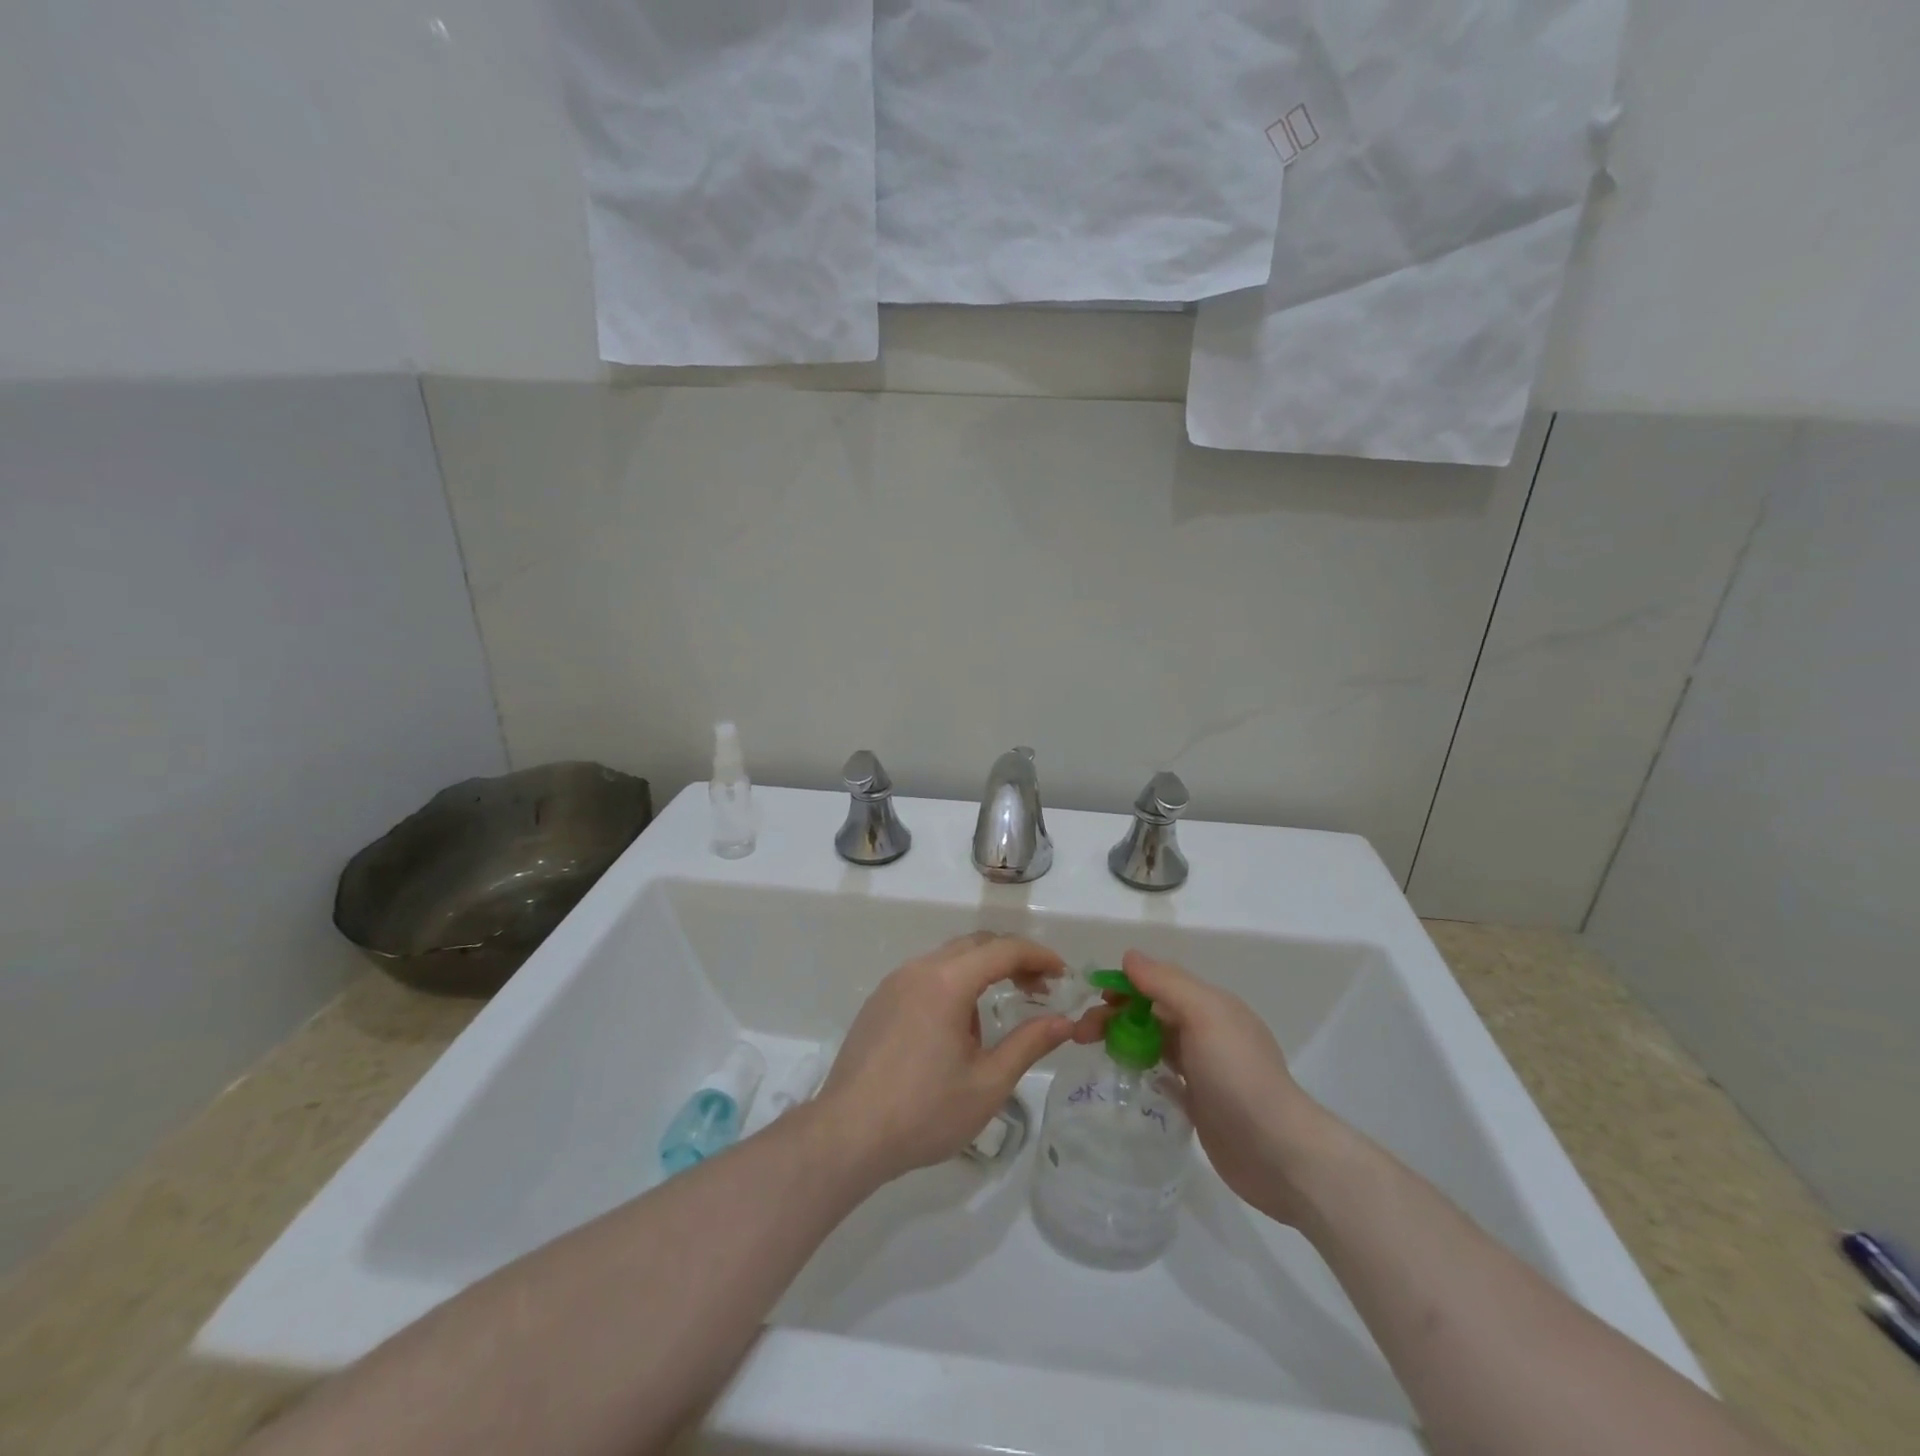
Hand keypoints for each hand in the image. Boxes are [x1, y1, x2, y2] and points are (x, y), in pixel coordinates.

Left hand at [817, 933, 1073, 1183]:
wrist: (847, 1134)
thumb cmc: (924, 1111)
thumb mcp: (988, 1083)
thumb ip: (1029, 1044)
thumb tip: (1064, 1022)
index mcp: (947, 982)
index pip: (1003, 950)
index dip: (1038, 956)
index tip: (1063, 975)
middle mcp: (919, 969)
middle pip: (975, 945)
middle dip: (1012, 959)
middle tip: (1039, 989)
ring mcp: (893, 983)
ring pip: (948, 959)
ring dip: (981, 973)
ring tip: (997, 1016)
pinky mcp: (878, 1002)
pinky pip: (925, 977)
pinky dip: (952, 985)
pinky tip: (955, 1030)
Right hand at [1075, 949, 1335, 1223]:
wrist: (1277, 1153)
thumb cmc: (1238, 1075)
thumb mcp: (1203, 1016)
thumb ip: (1166, 984)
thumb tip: (1129, 956)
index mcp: (1211, 1005)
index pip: (1159, 982)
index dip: (1124, 984)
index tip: (1092, 996)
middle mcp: (1207, 1031)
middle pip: (1152, 1012)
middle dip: (1115, 1014)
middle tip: (1080, 1033)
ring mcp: (1204, 1068)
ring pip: (1154, 1041)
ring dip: (1123, 1039)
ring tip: (1091, 1051)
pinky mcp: (1200, 1102)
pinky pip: (1162, 1074)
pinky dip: (1140, 1068)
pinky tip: (1121, 1076)